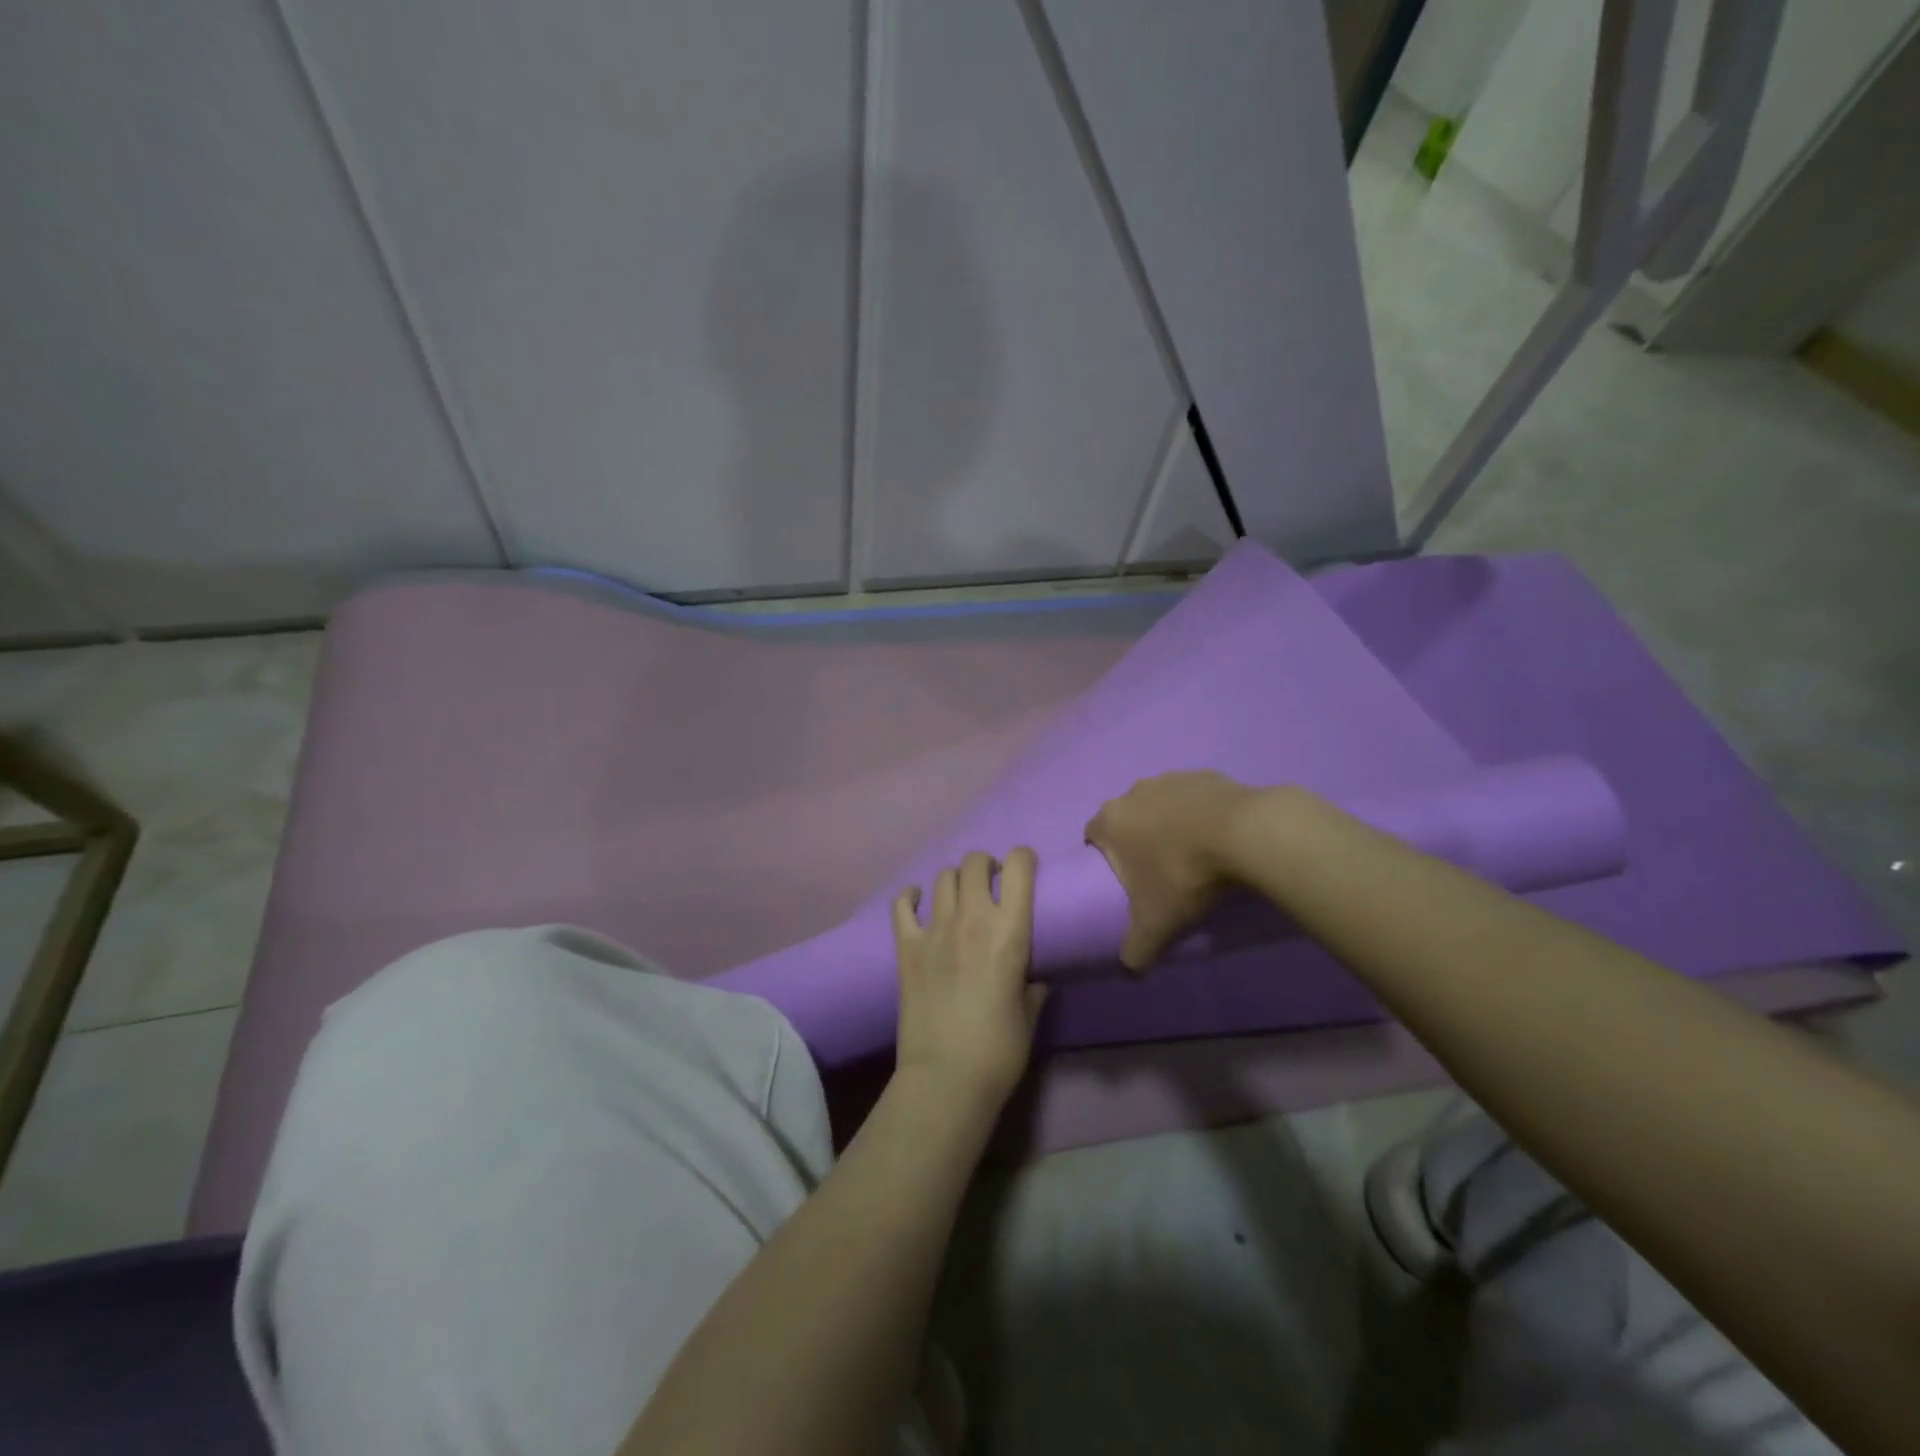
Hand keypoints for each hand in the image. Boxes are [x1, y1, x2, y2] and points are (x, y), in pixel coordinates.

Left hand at [891, 849, 1047, 1109]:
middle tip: (991, 885)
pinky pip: (902, 904)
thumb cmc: (999, 1050)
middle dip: (986, 865)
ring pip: (943, 877)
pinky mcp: (906, 946)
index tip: (1026, 870)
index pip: (1019, 867)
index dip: (1024, 859)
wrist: (945, 1078)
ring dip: (955, 880)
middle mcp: (972, 919)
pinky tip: (918, 902)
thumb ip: (1033, 987)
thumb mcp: (1030, 1015)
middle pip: (975, 862)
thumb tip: (1034, 977)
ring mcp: (935, 929)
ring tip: (960, 897)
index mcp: (1010, 931)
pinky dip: (911, 896)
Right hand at [1084, 771, 1259, 971]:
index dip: (1103, 857)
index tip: (1125, 880)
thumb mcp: (1156, 924)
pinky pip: (1193, 797)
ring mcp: (1170, 779)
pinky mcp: (1205, 775)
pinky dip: (1199, 813)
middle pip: (1126, 818)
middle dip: (1137, 840)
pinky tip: (1219, 837)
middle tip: (1159, 871)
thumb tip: (1129, 971)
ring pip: (1159, 804)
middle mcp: (1133, 793)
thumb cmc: (1185, 875)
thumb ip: (1136, 950)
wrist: (1246, 834)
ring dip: (1168, 824)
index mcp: (1111, 821)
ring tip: (1193, 854)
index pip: (1092, 836)